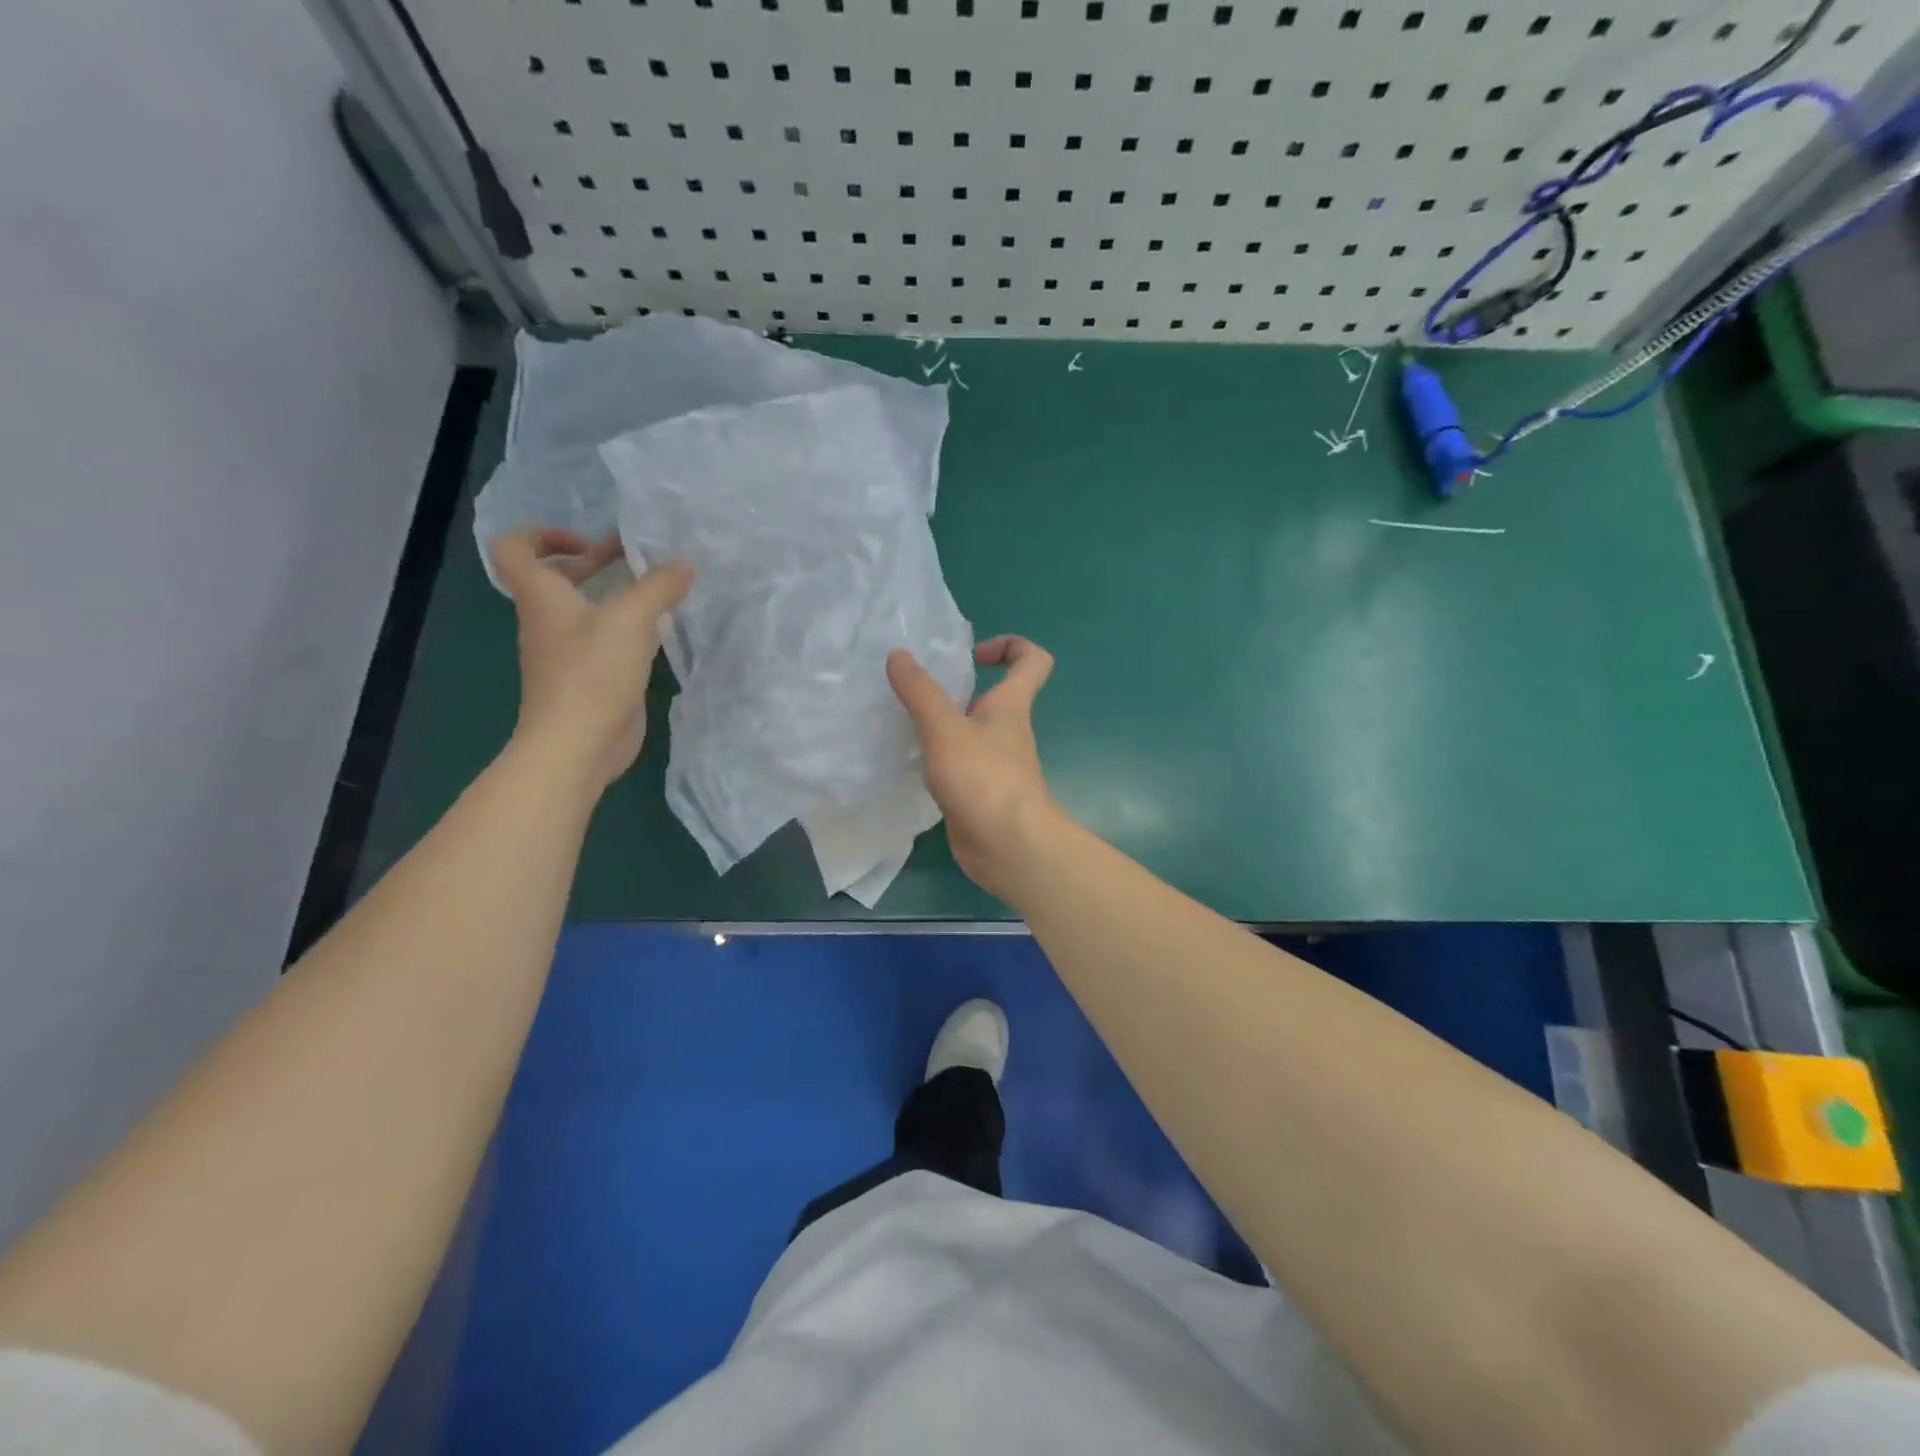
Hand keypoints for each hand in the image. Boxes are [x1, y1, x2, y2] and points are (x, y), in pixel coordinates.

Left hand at [492, 528, 691, 790]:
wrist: (578, 744)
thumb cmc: (592, 673)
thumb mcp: (631, 619)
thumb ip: (658, 587)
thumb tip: (683, 565)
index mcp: (542, 597)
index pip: (515, 549)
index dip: (542, 535)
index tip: (586, 541)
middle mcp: (549, 621)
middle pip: (559, 578)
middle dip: (596, 561)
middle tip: (638, 557)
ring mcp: (568, 652)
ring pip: (587, 610)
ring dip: (617, 595)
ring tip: (658, 590)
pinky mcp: (590, 678)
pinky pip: (606, 640)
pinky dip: (628, 628)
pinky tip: (660, 631)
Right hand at [887, 636, 1061, 898]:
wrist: (1008, 847)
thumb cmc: (984, 779)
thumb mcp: (945, 729)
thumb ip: (920, 692)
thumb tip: (898, 654)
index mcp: (1010, 707)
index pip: (1032, 661)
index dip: (1011, 646)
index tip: (974, 654)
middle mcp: (1007, 732)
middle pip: (993, 697)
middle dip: (958, 689)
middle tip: (916, 691)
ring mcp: (995, 765)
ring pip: (970, 733)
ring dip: (942, 726)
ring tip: (902, 724)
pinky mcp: (979, 793)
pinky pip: (958, 765)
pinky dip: (937, 759)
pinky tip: (908, 763)